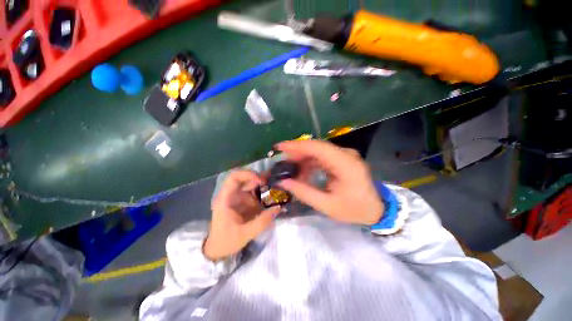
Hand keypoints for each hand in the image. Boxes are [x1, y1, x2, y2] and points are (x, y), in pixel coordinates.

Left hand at [204, 170, 280, 260]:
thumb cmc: (226, 241)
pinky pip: (253, 194)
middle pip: (244, 179)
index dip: (247, 174)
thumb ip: (262, 221)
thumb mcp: (245, 233)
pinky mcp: (242, 203)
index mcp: (226, 199)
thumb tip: (278, 208)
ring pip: (250, 185)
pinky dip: (262, 193)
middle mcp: (231, 195)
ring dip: (262, 186)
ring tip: (275, 189)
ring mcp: (237, 198)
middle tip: (272, 183)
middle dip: (259, 179)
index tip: (260, 181)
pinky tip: (271, 197)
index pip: (234, 178)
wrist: (218, 250)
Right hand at [276, 140, 382, 224]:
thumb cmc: (354, 210)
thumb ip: (304, 192)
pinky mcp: (342, 159)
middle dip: (296, 152)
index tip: (279, 147)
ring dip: (302, 157)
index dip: (297, 145)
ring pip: (318, 150)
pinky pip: (322, 156)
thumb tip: (283, 182)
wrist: (375, 209)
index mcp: (346, 164)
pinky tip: (302, 170)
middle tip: (281, 160)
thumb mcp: (327, 206)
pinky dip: (310, 162)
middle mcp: (346, 154)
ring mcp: (345, 155)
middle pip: (317, 147)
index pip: (318, 148)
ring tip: (289, 168)